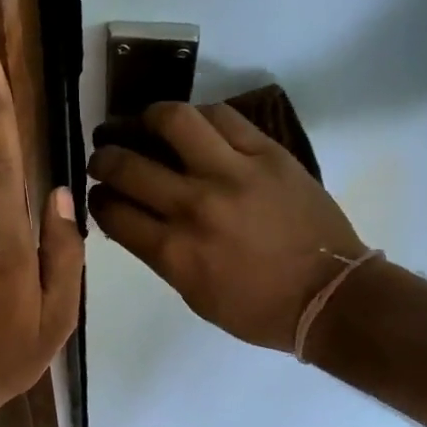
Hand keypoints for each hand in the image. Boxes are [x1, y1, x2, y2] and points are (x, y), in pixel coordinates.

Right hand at [87, 102, 367, 349]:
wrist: (329, 296)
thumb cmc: (257, 309)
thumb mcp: (194, 294)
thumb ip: (160, 255)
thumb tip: (134, 220)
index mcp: (174, 252)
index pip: (112, 212)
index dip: (97, 200)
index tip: (100, 195)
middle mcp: (194, 207)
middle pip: (127, 166)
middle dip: (105, 159)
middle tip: (106, 157)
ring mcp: (232, 174)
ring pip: (173, 121)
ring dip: (146, 118)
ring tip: (144, 123)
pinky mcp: (267, 154)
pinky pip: (223, 117)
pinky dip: (199, 117)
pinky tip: (193, 126)